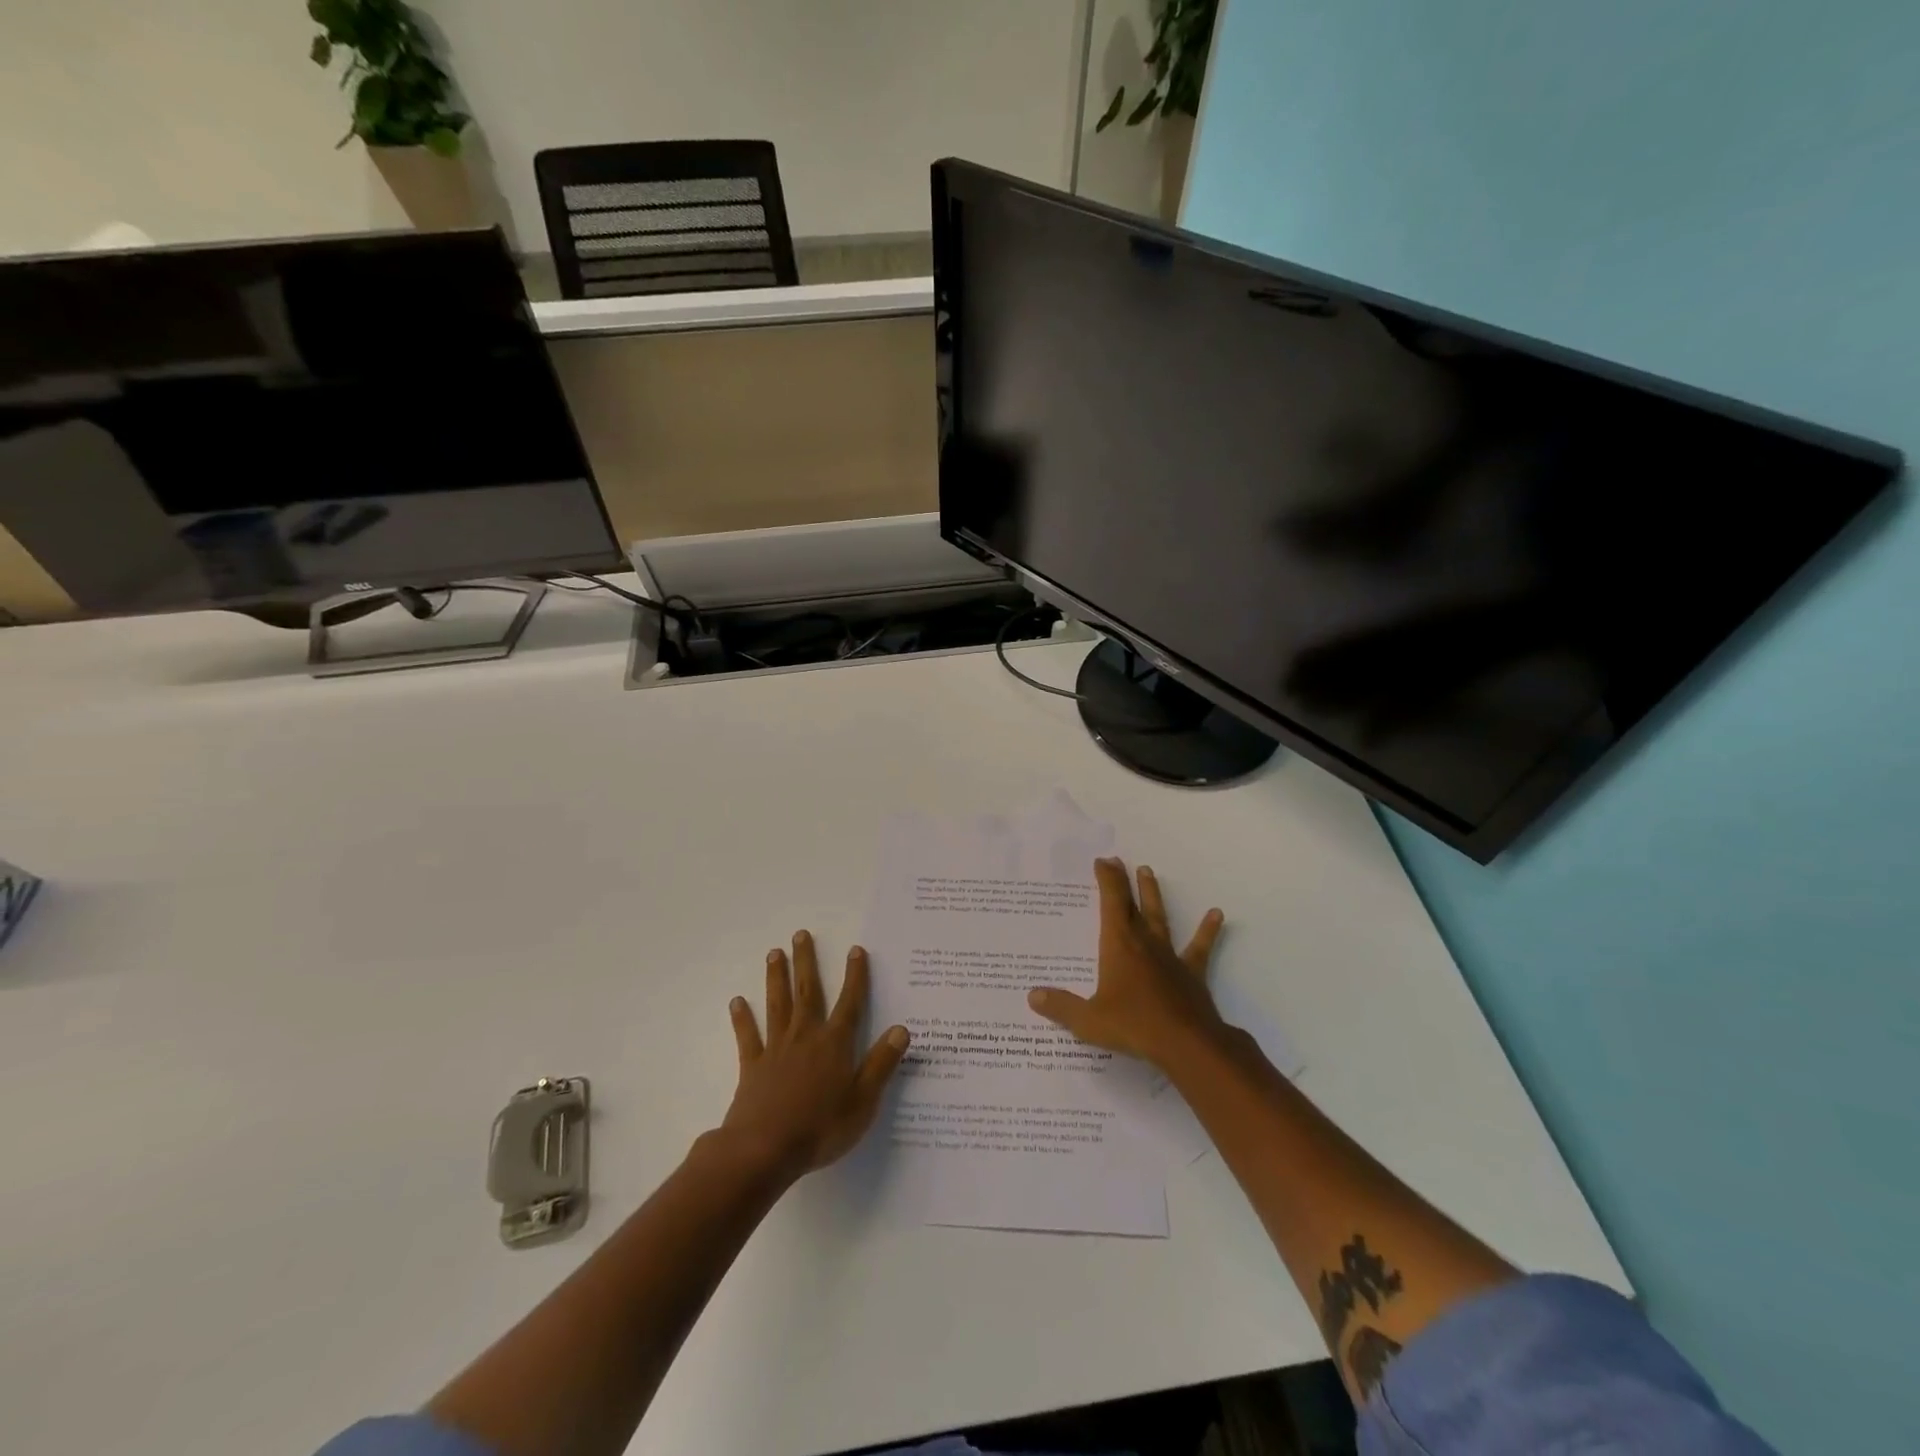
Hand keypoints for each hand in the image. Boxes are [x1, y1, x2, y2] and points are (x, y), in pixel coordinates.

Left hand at [719, 931, 910, 1182]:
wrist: (764, 1149)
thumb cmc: (820, 1127)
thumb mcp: (863, 1101)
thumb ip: (881, 1064)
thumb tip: (902, 1029)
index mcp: (834, 1044)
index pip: (850, 1003)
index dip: (855, 976)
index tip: (855, 950)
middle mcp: (805, 1037)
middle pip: (808, 992)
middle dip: (807, 962)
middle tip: (801, 934)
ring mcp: (776, 1049)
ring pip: (778, 1005)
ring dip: (777, 978)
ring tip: (774, 953)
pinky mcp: (752, 1066)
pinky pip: (747, 1036)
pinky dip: (742, 1018)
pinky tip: (737, 1001)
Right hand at [1027, 858, 1226, 1069]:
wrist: (1187, 1044)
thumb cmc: (1134, 1026)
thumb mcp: (1089, 1020)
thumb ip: (1061, 1007)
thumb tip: (1033, 996)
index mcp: (1118, 945)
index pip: (1111, 902)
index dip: (1107, 880)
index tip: (1102, 861)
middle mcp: (1144, 942)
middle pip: (1132, 904)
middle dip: (1124, 881)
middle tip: (1119, 861)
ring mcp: (1169, 956)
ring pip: (1159, 917)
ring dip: (1153, 894)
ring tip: (1149, 871)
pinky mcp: (1191, 973)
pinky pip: (1200, 947)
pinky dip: (1208, 930)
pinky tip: (1217, 914)